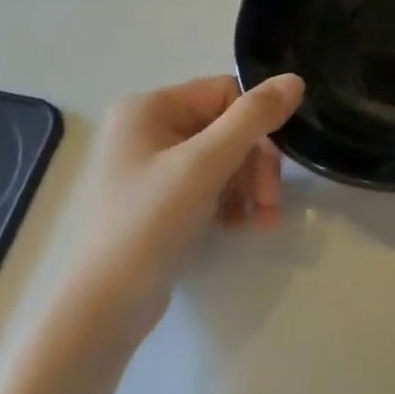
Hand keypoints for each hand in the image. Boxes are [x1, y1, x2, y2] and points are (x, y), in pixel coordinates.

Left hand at [50, 74, 303, 351]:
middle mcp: (146, 129)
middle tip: (270, 202)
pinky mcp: (157, 201)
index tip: (273, 169)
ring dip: (249, 186)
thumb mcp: (206, 165)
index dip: (256, 127)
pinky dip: (230, 202)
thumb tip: (295, 79)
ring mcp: (150, 167)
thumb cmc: (148, 226)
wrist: (99, 314)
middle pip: (227, 127)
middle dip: (255, 164)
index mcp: (149, 108)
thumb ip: (253, 118)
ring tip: (262, 220)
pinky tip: (241, 226)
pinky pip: (207, 184)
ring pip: (223, 158)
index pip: (226, 93)